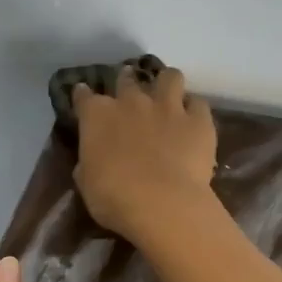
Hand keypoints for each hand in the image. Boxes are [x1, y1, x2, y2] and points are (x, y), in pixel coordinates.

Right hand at [71, 65, 217, 241]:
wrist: (161, 203)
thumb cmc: (114, 197)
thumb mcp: (87, 182)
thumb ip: (89, 162)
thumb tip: (93, 158)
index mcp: (98, 116)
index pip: (84, 96)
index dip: (83, 95)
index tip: (83, 95)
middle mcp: (131, 102)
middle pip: (127, 79)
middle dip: (126, 82)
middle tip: (129, 93)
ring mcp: (168, 107)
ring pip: (170, 77)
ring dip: (167, 83)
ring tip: (167, 94)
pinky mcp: (198, 121)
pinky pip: (199, 104)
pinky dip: (195, 109)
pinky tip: (193, 119)